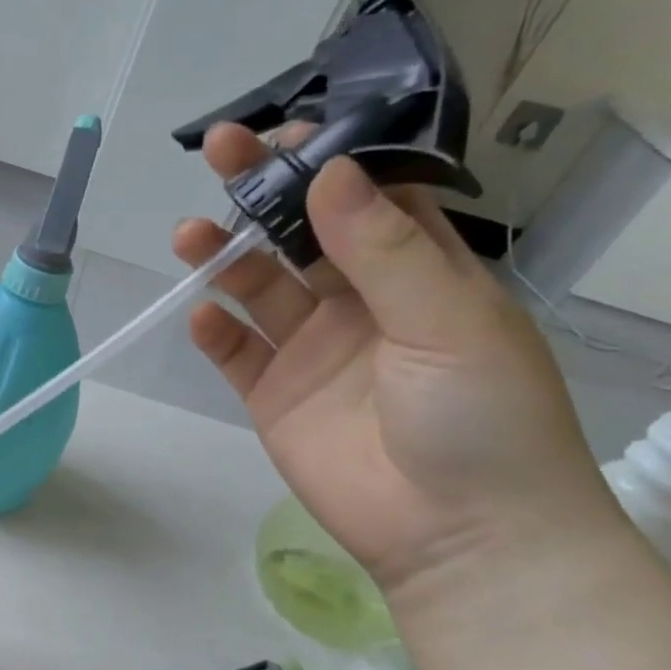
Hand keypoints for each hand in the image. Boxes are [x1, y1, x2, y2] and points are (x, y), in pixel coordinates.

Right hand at [174, 123, 621, 609]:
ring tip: (189, 236)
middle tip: (219, 153)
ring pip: (258, 288)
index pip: (368, 198)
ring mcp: (312, 350)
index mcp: (420, 274)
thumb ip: (385, 249)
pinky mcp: (273, 395)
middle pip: (301, 234)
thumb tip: (329, 172)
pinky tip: (201, 316)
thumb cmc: (481, 418)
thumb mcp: (448, 321)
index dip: (327, 160)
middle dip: (262, 192)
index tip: (285, 133)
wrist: (458, 536)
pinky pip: (235, 353)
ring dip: (225, 258)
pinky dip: (215, 331)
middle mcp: (360, 303)